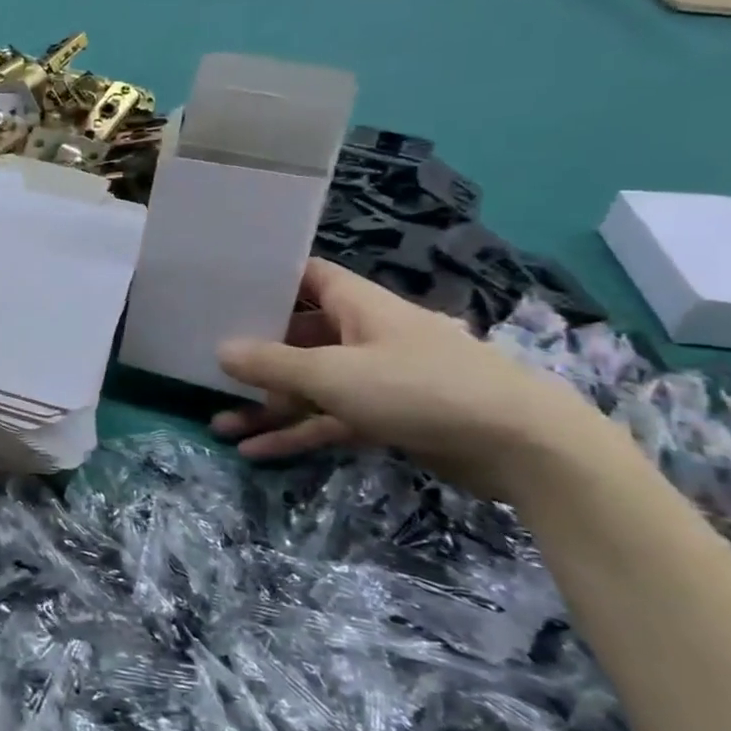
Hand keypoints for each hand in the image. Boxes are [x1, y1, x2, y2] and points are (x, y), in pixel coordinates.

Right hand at [212, 258, 607, 486]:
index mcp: (358, 306)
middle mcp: (365, 335)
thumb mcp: (334, 374)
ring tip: (218, 424)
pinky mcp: (388, 417)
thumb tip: (220, 350)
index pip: (306, 277)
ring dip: (268, 406)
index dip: (268, 280)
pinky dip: (297, 433)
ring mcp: (377, 378)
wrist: (521, 446)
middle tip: (209, 366)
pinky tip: (256, 453)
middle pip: (299, 336)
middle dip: (255, 356)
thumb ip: (273, 364)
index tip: (224, 289)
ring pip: (310, 385)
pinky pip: (330, 419)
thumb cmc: (420, 387)